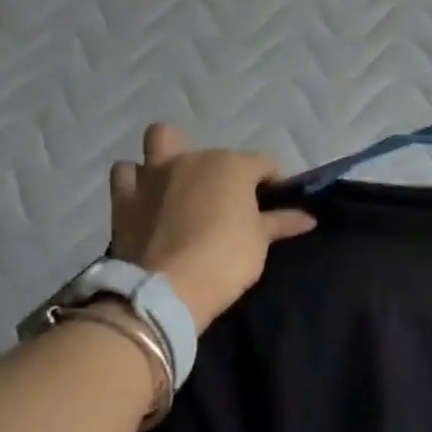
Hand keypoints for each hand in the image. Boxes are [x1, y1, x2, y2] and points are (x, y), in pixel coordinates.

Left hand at [109, 125, 316, 331]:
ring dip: (172, 156)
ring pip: (161, 141)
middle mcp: (193, 158)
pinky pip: (127, 173)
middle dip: (226, 172)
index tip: (279, 206)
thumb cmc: (225, 259)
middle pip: (217, 154)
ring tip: (182, 183)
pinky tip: (147, 197)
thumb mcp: (260, 241)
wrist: (166, 290)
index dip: (275, 182)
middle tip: (231, 203)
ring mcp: (153, 173)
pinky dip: (137, 180)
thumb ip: (282, 222)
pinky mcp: (124, 196)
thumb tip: (308, 217)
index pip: (265, 163)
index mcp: (232, 165)